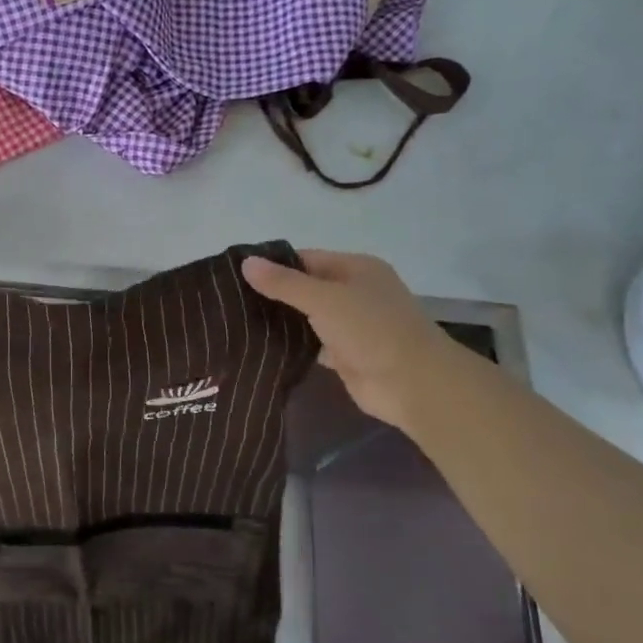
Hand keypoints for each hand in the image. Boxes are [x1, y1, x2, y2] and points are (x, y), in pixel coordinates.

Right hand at [241, 251, 446, 429]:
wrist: (413, 384)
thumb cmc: (371, 329)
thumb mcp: (324, 299)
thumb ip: (284, 283)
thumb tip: (245, 262)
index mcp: (356, 268)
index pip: (306, 259)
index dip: (273, 265)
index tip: (235, 274)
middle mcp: (354, 292)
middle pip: (305, 288)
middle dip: (273, 294)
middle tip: (230, 300)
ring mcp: (351, 325)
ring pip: (307, 317)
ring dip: (281, 321)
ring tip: (236, 322)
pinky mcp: (345, 354)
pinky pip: (312, 344)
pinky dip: (292, 345)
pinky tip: (260, 346)